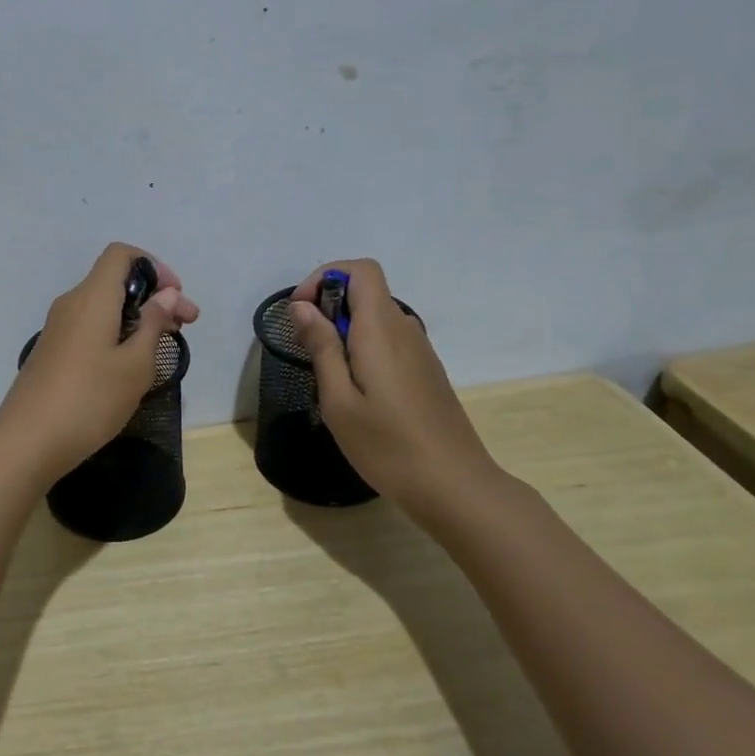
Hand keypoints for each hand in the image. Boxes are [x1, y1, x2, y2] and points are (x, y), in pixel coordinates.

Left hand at [0, 243, 199, 485]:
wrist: (27, 442)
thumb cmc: (89, 400)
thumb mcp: (135, 365)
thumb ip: (153, 324)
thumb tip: (166, 294)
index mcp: (92, 297)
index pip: (121, 254)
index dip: (154, 267)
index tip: (176, 298)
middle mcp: (71, 303)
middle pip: (116, 281)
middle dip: (154, 297)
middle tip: (185, 327)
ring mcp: (58, 328)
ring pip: (104, 307)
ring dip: (137, 318)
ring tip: (162, 347)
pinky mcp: (53, 351)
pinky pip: (91, 327)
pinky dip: (116, 333)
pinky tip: (130, 365)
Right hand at [289, 258, 502, 525]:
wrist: (453, 485)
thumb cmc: (387, 445)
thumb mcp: (338, 400)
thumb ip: (321, 348)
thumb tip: (302, 307)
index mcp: (381, 329)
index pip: (361, 270)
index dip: (325, 277)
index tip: (301, 312)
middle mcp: (404, 329)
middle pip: (366, 291)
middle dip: (328, 306)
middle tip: (306, 349)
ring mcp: (420, 350)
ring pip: (376, 318)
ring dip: (345, 330)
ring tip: (328, 377)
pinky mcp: (426, 371)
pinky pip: (388, 340)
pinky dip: (363, 347)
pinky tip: (357, 392)